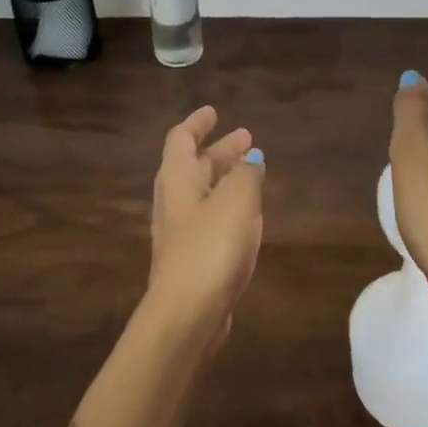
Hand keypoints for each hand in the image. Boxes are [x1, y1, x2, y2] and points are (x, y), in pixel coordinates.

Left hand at [147, 106, 264, 349]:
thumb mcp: (237, 200)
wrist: (187, 314)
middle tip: (247, 139)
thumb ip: (247, 174)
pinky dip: (228, 206)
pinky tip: (248, 214)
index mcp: (177, 179)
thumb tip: (251, 158)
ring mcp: (180, 233)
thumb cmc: (211, 247)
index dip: (197, 123)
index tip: (214, 112)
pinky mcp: (192, 259)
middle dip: (219, 151)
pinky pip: (210, 219)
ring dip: (225, 178)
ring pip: (203, 194)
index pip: (181, 139)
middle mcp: (174, 202)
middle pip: (194, 166)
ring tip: (253, 171)